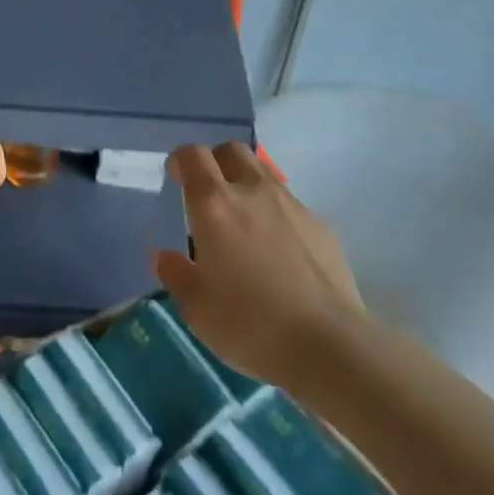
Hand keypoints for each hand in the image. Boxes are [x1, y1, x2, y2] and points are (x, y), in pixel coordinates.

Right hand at [153, 142, 369, 389]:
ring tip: (243, 222)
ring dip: (247, 184)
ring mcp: (292, 205)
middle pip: (232, 150)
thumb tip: (165, 256)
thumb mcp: (197, 308)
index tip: (175, 177)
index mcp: (214, 206)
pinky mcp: (322, 224)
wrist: (328, 344)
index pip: (193, 156)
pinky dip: (276, 214)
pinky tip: (279, 252)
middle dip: (216, 161)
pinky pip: (290, 205)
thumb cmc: (249, 325)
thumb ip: (176, 275)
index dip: (180, 160)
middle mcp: (253, 192)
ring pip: (264, 174)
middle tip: (209, 192)